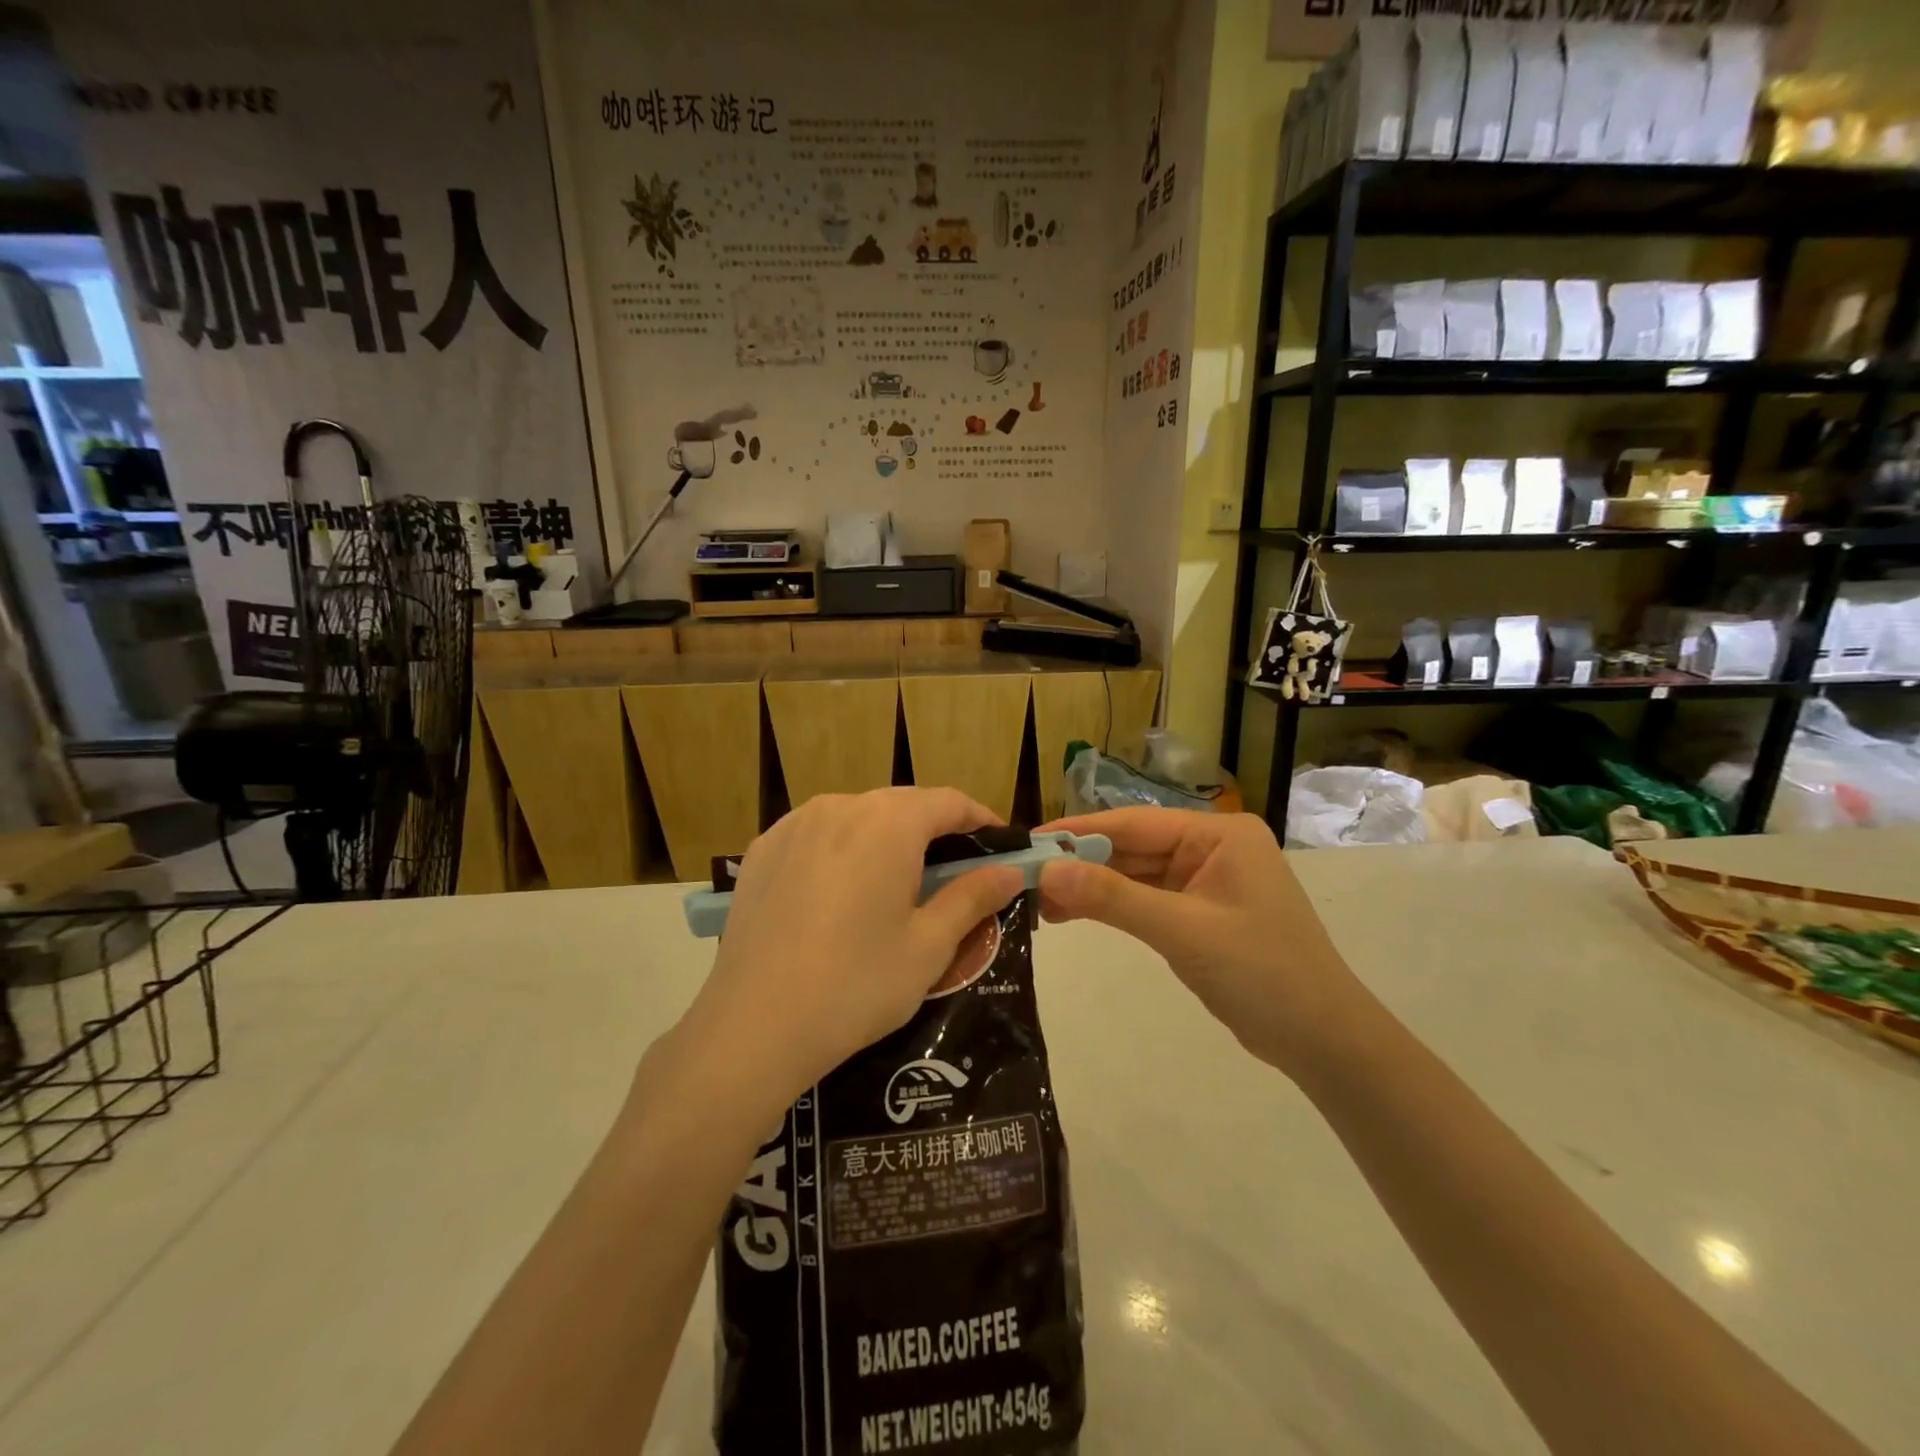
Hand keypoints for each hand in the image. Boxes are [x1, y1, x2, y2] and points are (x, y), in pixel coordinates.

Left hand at [685, 789, 1023, 1109]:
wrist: (755, 1025)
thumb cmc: (857, 984)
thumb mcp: (929, 945)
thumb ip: (972, 897)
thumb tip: (1009, 871)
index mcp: (888, 822)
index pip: (949, 802)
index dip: (980, 820)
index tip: (1000, 847)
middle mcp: (840, 806)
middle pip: (901, 805)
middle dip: (934, 830)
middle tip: (953, 873)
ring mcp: (794, 824)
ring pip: (857, 816)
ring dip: (886, 838)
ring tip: (895, 883)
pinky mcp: (762, 849)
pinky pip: (817, 834)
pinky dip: (842, 849)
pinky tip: (840, 892)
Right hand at [1036, 808, 1360, 1075]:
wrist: (1323, 1041)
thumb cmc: (1261, 973)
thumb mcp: (1183, 931)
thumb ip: (1113, 898)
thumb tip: (1046, 872)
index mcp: (1218, 835)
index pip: (1134, 822)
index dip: (1078, 831)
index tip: (1029, 841)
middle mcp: (1211, 848)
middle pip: (1132, 847)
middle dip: (1081, 863)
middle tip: (1024, 877)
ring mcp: (1206, 881)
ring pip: (1135, 875)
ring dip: (1091, 887)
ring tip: (1039, 901)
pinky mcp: (1200, 913)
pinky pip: (1146, 900)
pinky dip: (1112, 907)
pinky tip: (1073, 914)